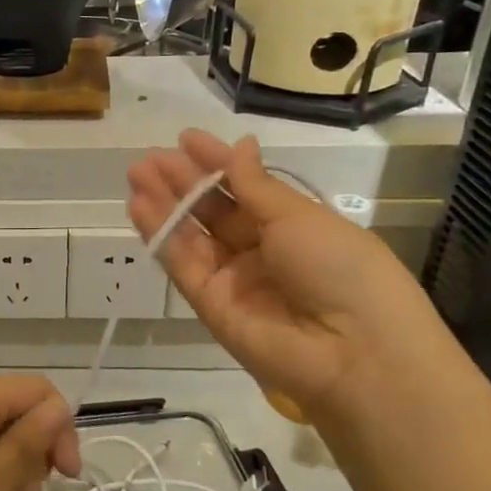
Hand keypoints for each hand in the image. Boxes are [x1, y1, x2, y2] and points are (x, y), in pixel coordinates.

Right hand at [128, 129, 449, 428]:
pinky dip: (160, 235)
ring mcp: (233, 280)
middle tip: (149, 157)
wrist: (353, 352)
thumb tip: (240, 146)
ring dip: (164, 204)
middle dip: (183, 181)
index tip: (185, 139)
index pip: (245, 188)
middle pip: (213, 211)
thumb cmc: (340, 268)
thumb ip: (256, 185)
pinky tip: (140, 206)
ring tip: (136, 173)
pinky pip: (182, 264)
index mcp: (293, 227)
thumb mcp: (300, 217)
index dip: (216, 163)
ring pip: (191, 236)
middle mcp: (260, 252)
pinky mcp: (209, 306)